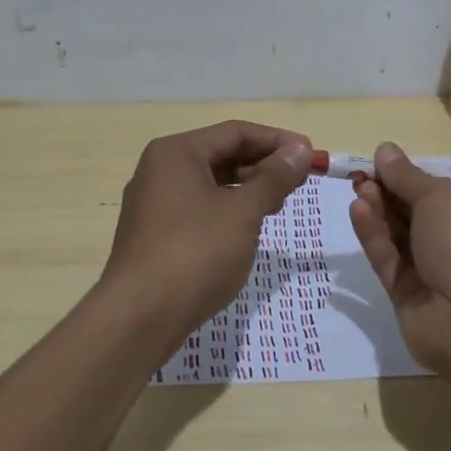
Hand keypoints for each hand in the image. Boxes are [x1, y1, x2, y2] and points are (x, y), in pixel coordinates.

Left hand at [103, 121, 313, 343]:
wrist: (139, 318)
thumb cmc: (195, 253)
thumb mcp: (243, 212)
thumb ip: (274, 178)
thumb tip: (300, 151)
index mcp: (177, 152)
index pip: (235, 132)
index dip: (277, 140)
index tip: (311, 154)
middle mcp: (160, 169)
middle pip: (222, 154)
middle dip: (264, 164)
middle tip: (301, 178)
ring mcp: (154, 203)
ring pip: (211, 182)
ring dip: (248, 187)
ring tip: (281, 202)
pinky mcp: (155, 233)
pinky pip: (199, 206)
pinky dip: (228, 208)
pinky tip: (250, 225)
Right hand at [349, 142, 450, 384]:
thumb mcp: (440, 196)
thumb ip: (407, 176)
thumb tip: (384, 150)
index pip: (448, 195)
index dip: (416, 179)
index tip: (385, 165)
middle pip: (420, 215)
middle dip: (391, 194)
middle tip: (363, 176)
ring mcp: (438, 275)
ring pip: (402, 238)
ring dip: (380, 212)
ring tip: (358, 188)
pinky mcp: (411, 298)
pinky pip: (390, 261)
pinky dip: (375, 237)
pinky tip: (358, 211)